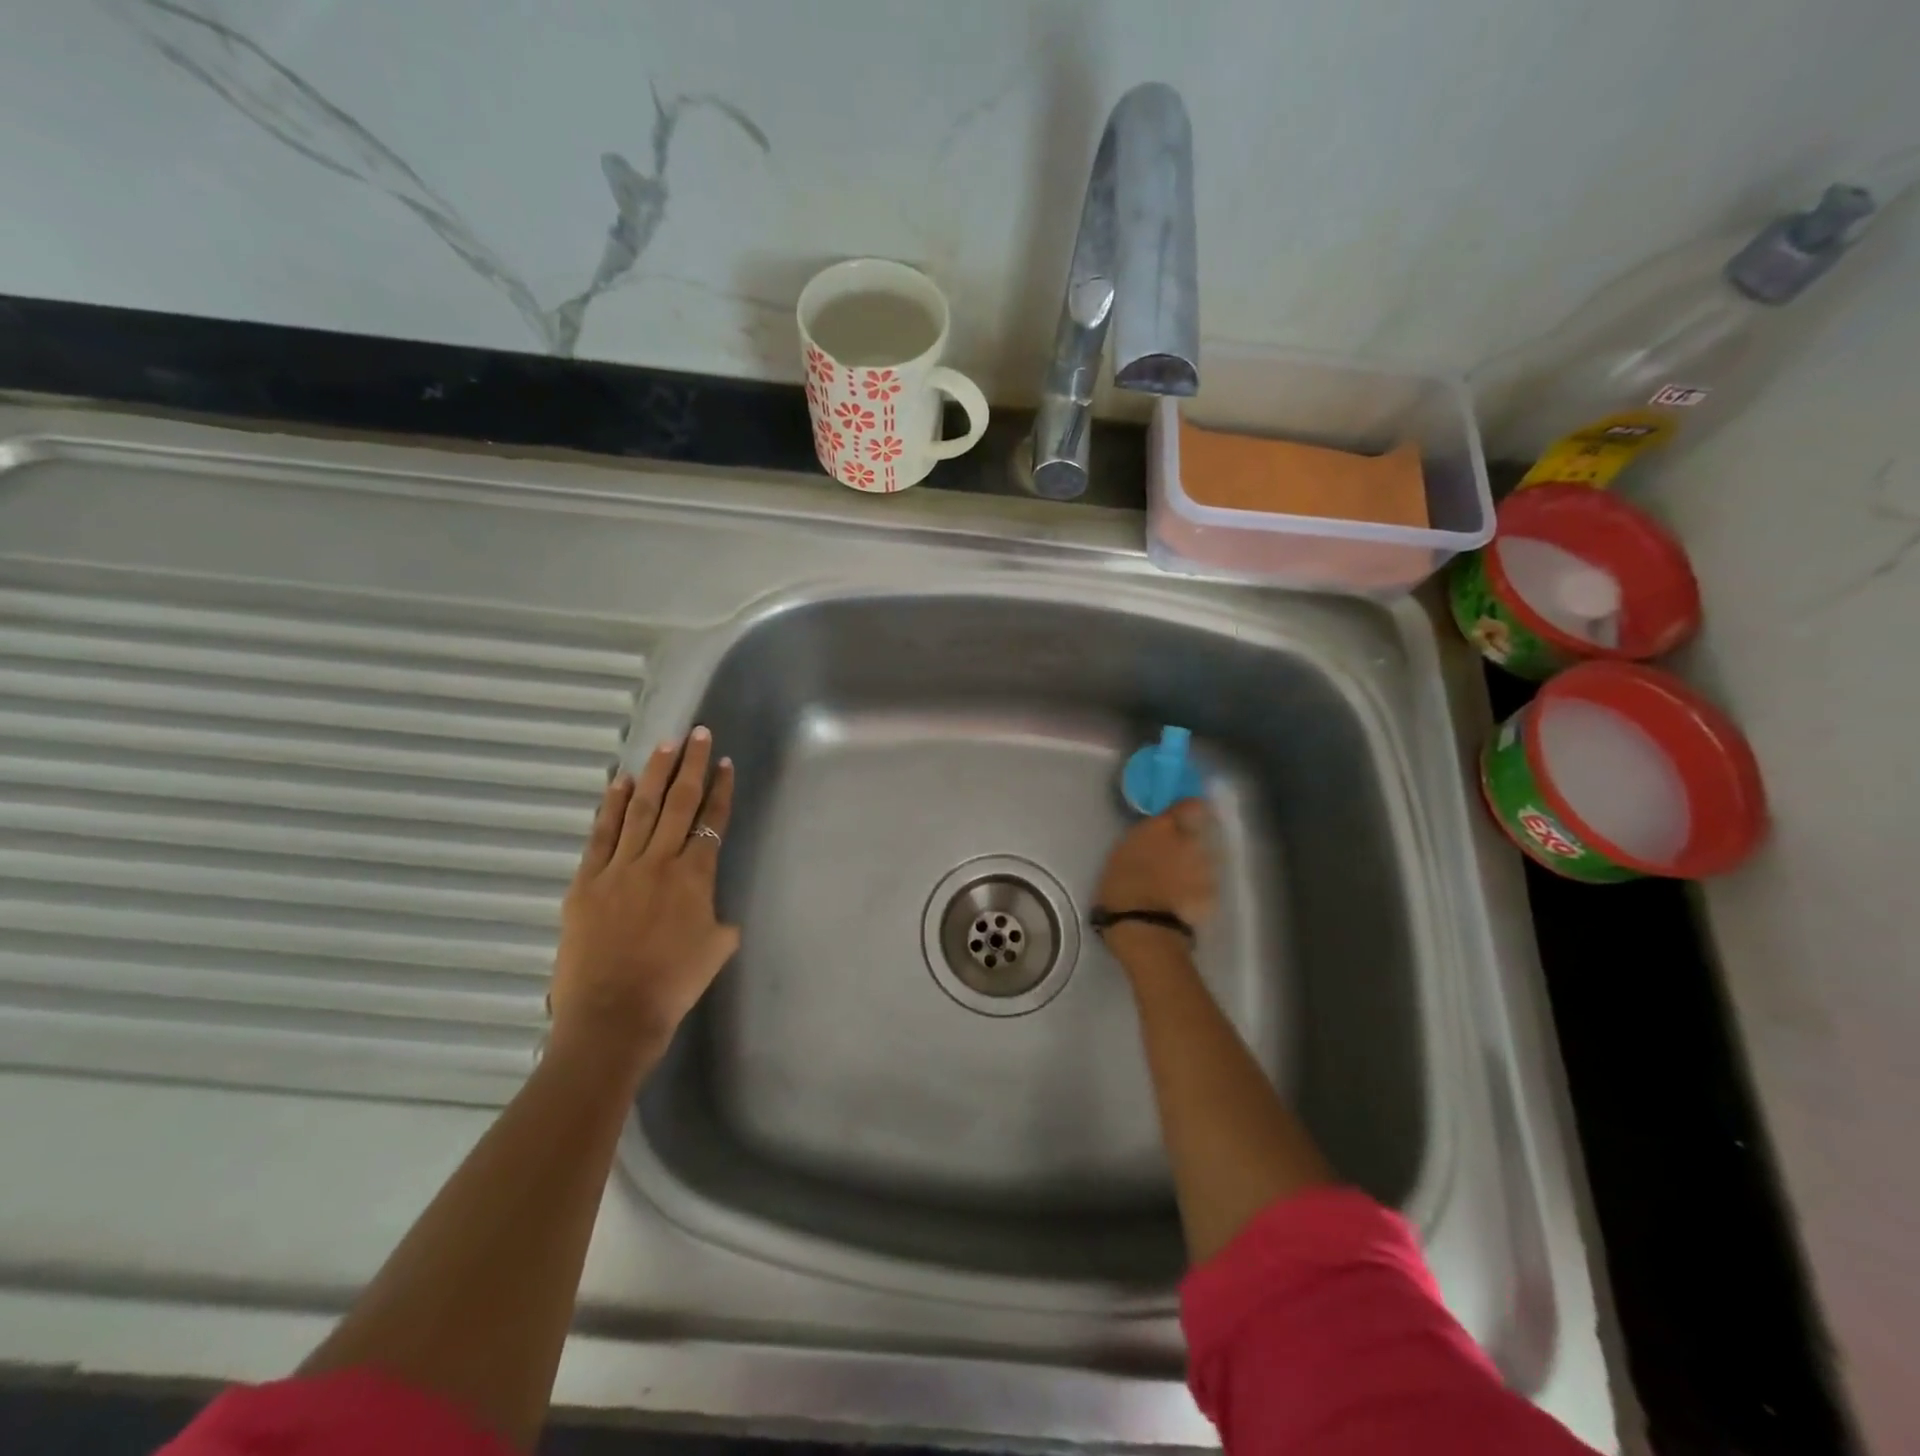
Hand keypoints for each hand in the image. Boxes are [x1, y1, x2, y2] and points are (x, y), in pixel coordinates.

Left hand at [549, 727, 738, 1071]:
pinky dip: (610, 807)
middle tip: (697, 733)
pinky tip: (619, 784)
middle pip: (678, 802)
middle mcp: (659, 861)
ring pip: (640, 809)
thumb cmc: (674, 985)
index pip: (711, 821)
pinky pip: (601, 836)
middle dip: (690, 765)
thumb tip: (711, 909)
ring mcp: (619, 868)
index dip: (720, 790)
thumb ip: (719, 919)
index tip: (724, 762)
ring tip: (664, 745)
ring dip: (654, 774)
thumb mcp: (716, 948)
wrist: (614, 1015)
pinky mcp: (586, 882)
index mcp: (695, 877)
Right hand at [1095, 799, 1217, 946]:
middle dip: (1192, 840)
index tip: (1182, 818)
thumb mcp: (1124, 850)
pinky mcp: (1214, 892)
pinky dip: (1199, 889)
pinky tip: (1185, 900)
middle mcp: (1190, 841)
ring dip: (1196, 865)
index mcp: (1163, 827)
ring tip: (1179, 882)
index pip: (1191, 805)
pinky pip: (1208, 883)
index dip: (1188, 810)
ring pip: (1206, 858)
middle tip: (1176, 855)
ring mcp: (1206, 866)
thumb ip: (1148, 836)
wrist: (1142, 926)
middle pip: (1201, 832)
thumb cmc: (1121, 886)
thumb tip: (1159, 832)